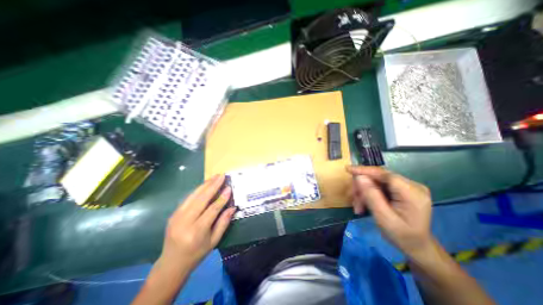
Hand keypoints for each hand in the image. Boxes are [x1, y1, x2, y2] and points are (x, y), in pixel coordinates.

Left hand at [161, 174, 237, 269]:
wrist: (171, 263)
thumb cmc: (197, 254)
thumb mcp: (214, 241)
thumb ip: (223, 222)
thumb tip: (232, 207)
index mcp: (197, 231)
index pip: (212, 209)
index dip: (222, 198)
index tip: (229, 188)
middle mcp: (185, 222)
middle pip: (201, 199)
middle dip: (213, 185)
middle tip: (222, 176)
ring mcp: (177, 217)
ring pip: (193, 195)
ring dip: (205, 184)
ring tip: (215, 176)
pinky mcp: (173, 214)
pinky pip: (188, 198)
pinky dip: (198, 189)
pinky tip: (205, 184)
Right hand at [348, 166, 432, 258]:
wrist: (416, 247)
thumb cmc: (401, 236)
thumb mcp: (383, 218)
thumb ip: (371, 196)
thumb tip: (359, 177)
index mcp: (412, 193)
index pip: (384, 174)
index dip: (365, 171)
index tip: (348, 169)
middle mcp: (412, 186)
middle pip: (378, 178)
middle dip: (362, 187)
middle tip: (353, 200)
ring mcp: (407, 187)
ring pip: (376, 182)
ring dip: (364, 192)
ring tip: (358, 206)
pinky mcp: (401, 190)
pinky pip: (379, 186)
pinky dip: (369, 194)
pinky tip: (364, 204)